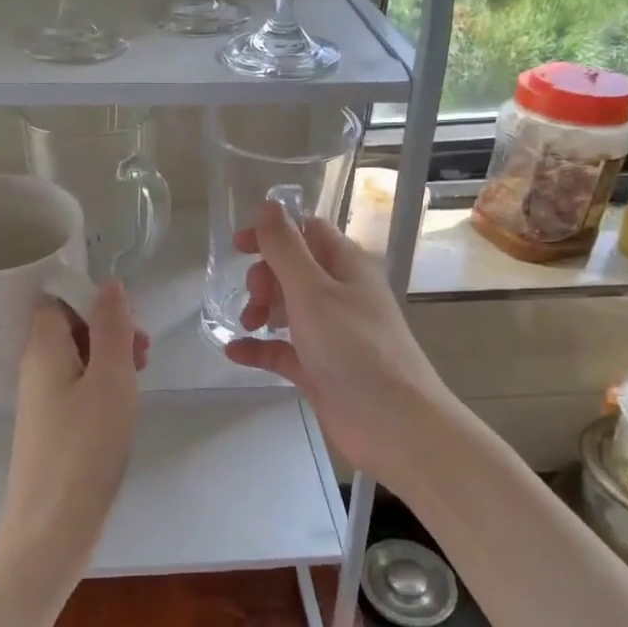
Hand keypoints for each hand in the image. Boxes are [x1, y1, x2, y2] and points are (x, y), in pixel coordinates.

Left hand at [0, 282, 146, 588]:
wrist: (53, 524)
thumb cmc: (85, 446)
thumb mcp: (110, 378)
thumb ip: (111, 327)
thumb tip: (109, 284)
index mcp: (44, 348)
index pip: (57, 299)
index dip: (92, 298)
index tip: (127, 318)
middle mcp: (36, 367)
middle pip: (69, 326)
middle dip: (108, 328)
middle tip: (143, 351)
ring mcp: (42, 399)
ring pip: (77, 358)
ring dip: (110, 357)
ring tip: (142, 374)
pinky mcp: (52, 426)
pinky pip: (77, 386)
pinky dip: (102, 384)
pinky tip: (124, 403)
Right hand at [222, 200, 455, 486]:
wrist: (392, 423)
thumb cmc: (354, 348)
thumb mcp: (313, 291)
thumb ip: (286, 248)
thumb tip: (268, 204)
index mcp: (345, 265)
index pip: (306, 231)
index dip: (272, 233)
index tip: (238, 248)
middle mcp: (339, 293)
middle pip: (292, 269)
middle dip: (264, 277)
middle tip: (255, 299)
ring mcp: (329, 332)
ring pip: (286, 307)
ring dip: (260, 309)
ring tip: (248, 325)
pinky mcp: (319, 367)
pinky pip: (282, 349)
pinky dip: (259, 347)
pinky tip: (234, 352)